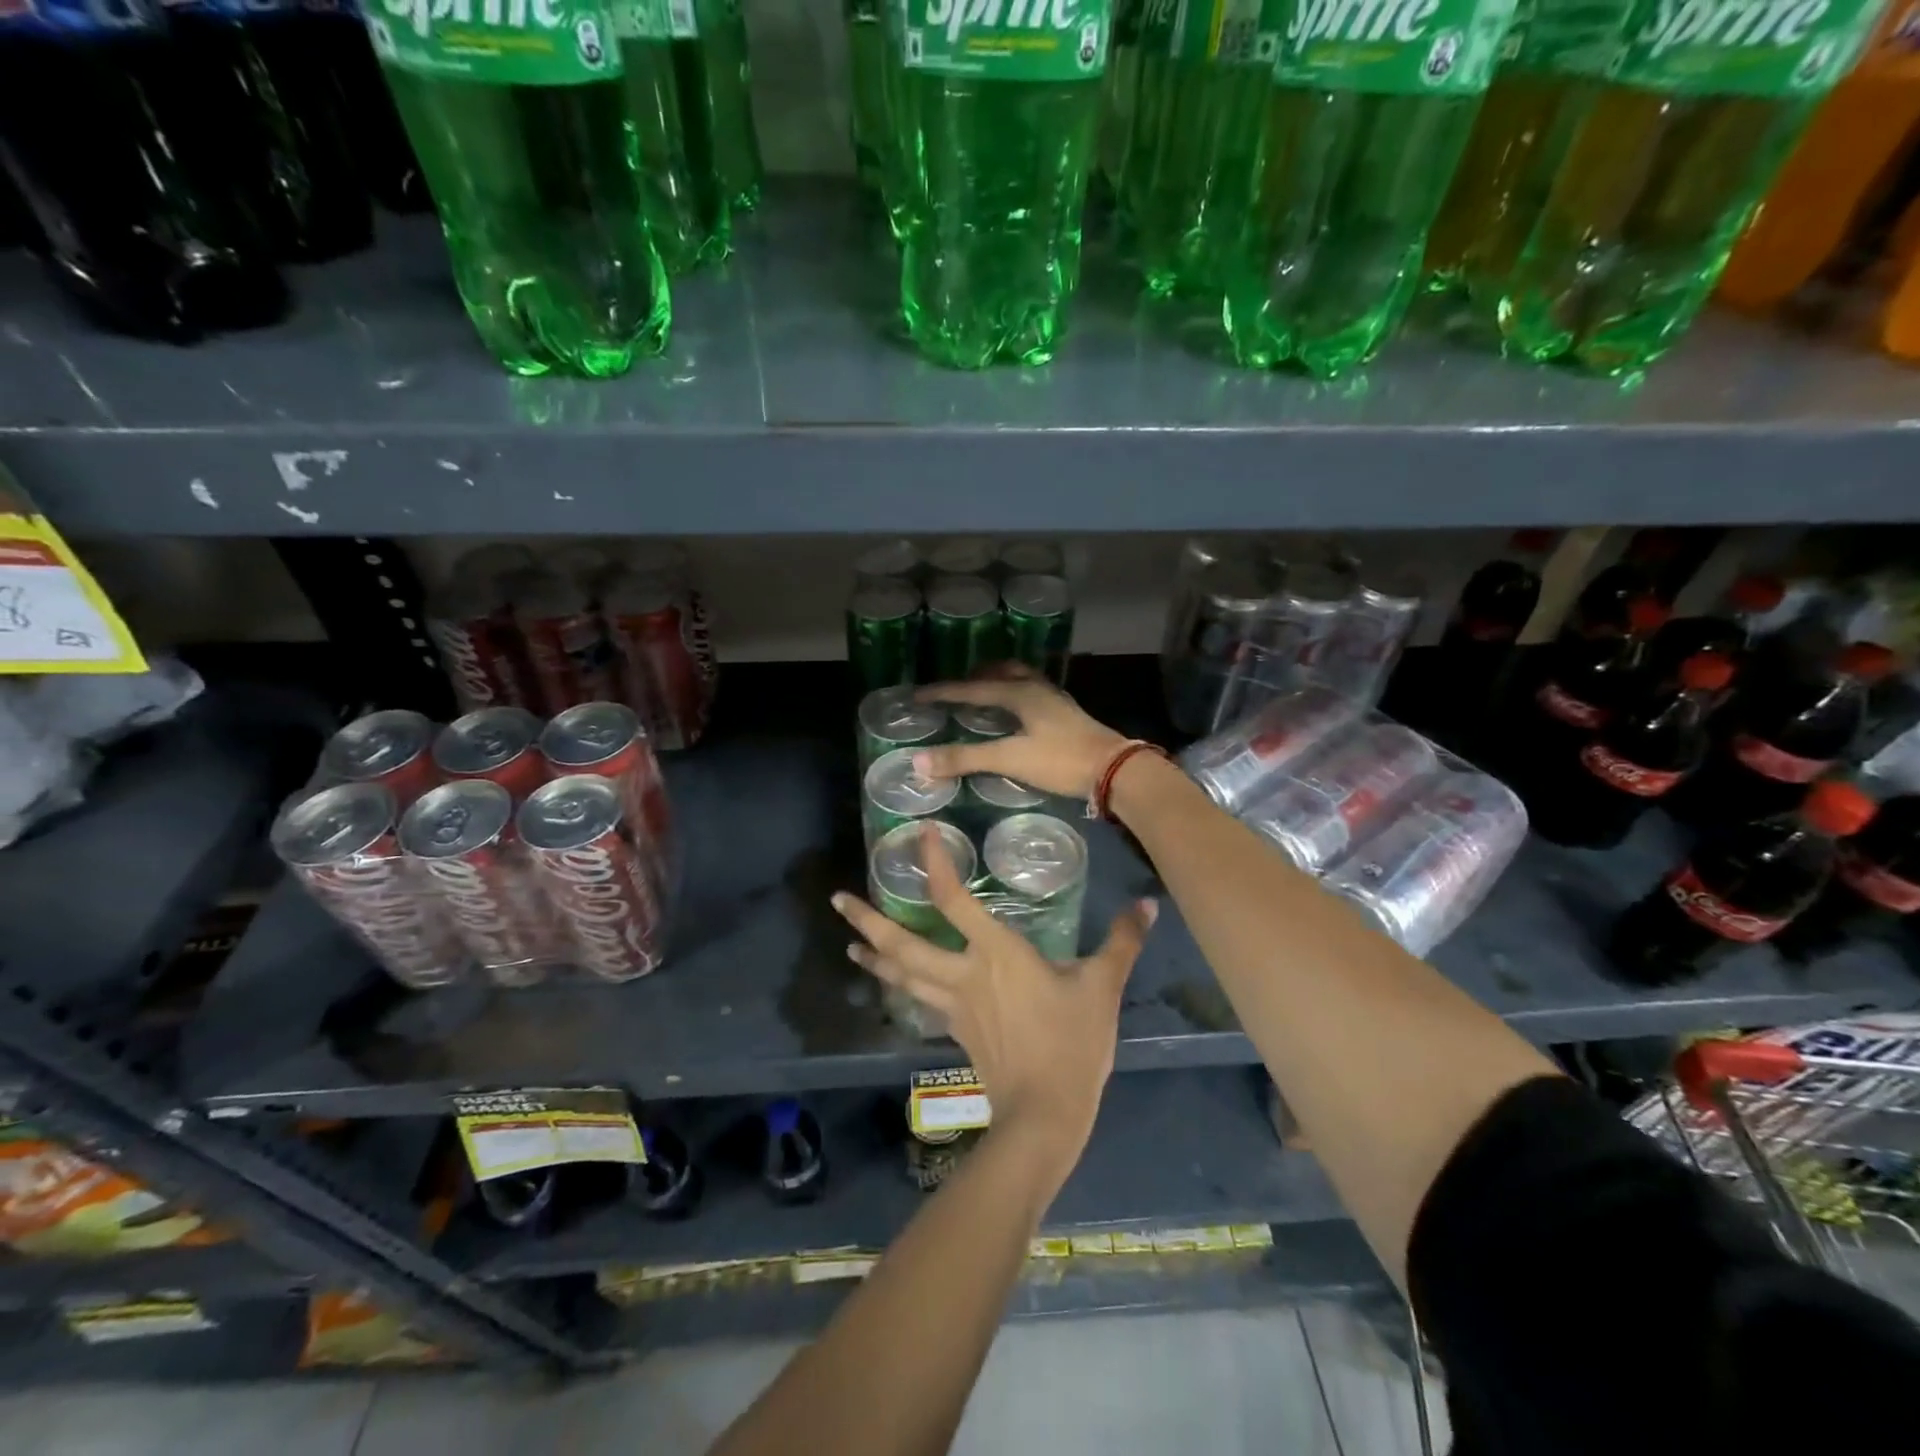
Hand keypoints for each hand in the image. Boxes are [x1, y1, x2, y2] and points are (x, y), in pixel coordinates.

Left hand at [832, 823, 1157, 1179]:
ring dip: (873, 954)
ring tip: (850, 939)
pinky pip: (918, 999)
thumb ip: (1122, 942)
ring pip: (901, 975)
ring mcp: (953, 1006)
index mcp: (996, 954)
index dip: (935, 865)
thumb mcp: (1103, 988)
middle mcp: (963, 973)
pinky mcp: (954, 1031)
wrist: (1044, 1116)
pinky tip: (892, 982)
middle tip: (838, 900)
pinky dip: (899, 984)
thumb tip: (1148, 903)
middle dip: (868, 920)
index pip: (954, 900)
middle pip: (903, 943)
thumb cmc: (1072, 1044)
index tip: (919, 835)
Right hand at [914, 666, 1130, 801]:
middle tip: (955, 689)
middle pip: (1001, 674)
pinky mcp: (1067, 716)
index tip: (917, 695)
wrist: (1115, 770)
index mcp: (1020, 693)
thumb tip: (919, 762)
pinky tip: (1017, 717)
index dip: (943, 692)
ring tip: (983, 696)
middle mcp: (1037, 689)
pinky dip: (1016, 699)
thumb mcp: (1010, 759)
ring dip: (999, 685)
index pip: (972, 688)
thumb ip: (966, 758)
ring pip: (1021, 682)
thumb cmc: (1061, 760)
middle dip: (976, 678)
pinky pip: (1033, 697)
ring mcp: (1055, 701)